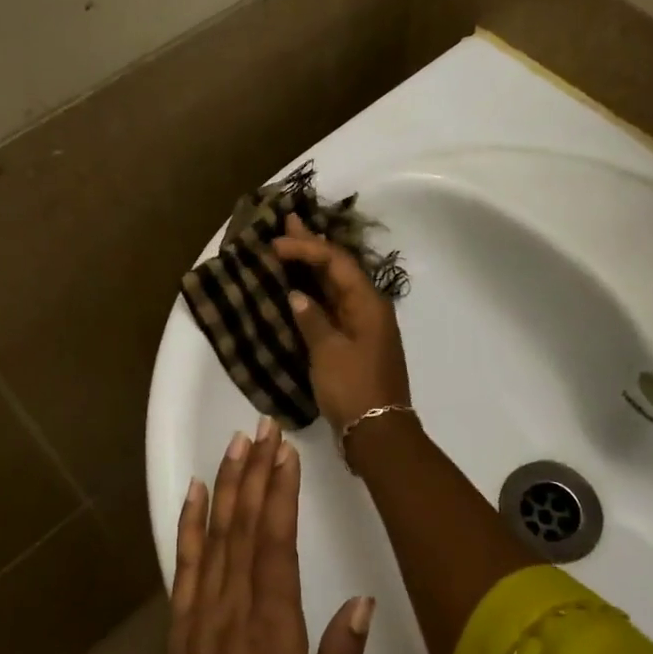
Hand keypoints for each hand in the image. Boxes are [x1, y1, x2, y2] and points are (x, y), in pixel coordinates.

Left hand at [160, 420, 373, 653]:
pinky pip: (183, 561)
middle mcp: (232, 610)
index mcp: (271, 632)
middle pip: (245, 527)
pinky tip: (195, 489)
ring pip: (215, 534)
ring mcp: (201, 612)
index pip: (276, 547)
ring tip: (237, 441)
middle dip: (257, 471)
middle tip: (266, 426)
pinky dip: (188, 521)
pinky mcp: (181, 620)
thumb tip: (362, 603)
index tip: (287, 453)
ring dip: (227, 483)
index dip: (281, 495)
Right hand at [272, 215, 411, 434]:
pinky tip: (300, 288)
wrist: (377, 432)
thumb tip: (297, 296)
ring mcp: (363, 326)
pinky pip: (333, 307)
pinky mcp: (355, 343)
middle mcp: (369, 308)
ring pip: (335, 287)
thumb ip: (312, 319)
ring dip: (313, 267)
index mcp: (368, 303)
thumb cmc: (354, 388)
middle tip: (288, 221)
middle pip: (338, 268)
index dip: (306, 248)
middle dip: (312, 246)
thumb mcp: (328, 352)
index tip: (275, 243)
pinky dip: (315, 294)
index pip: (336, 262)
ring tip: (290, 245)